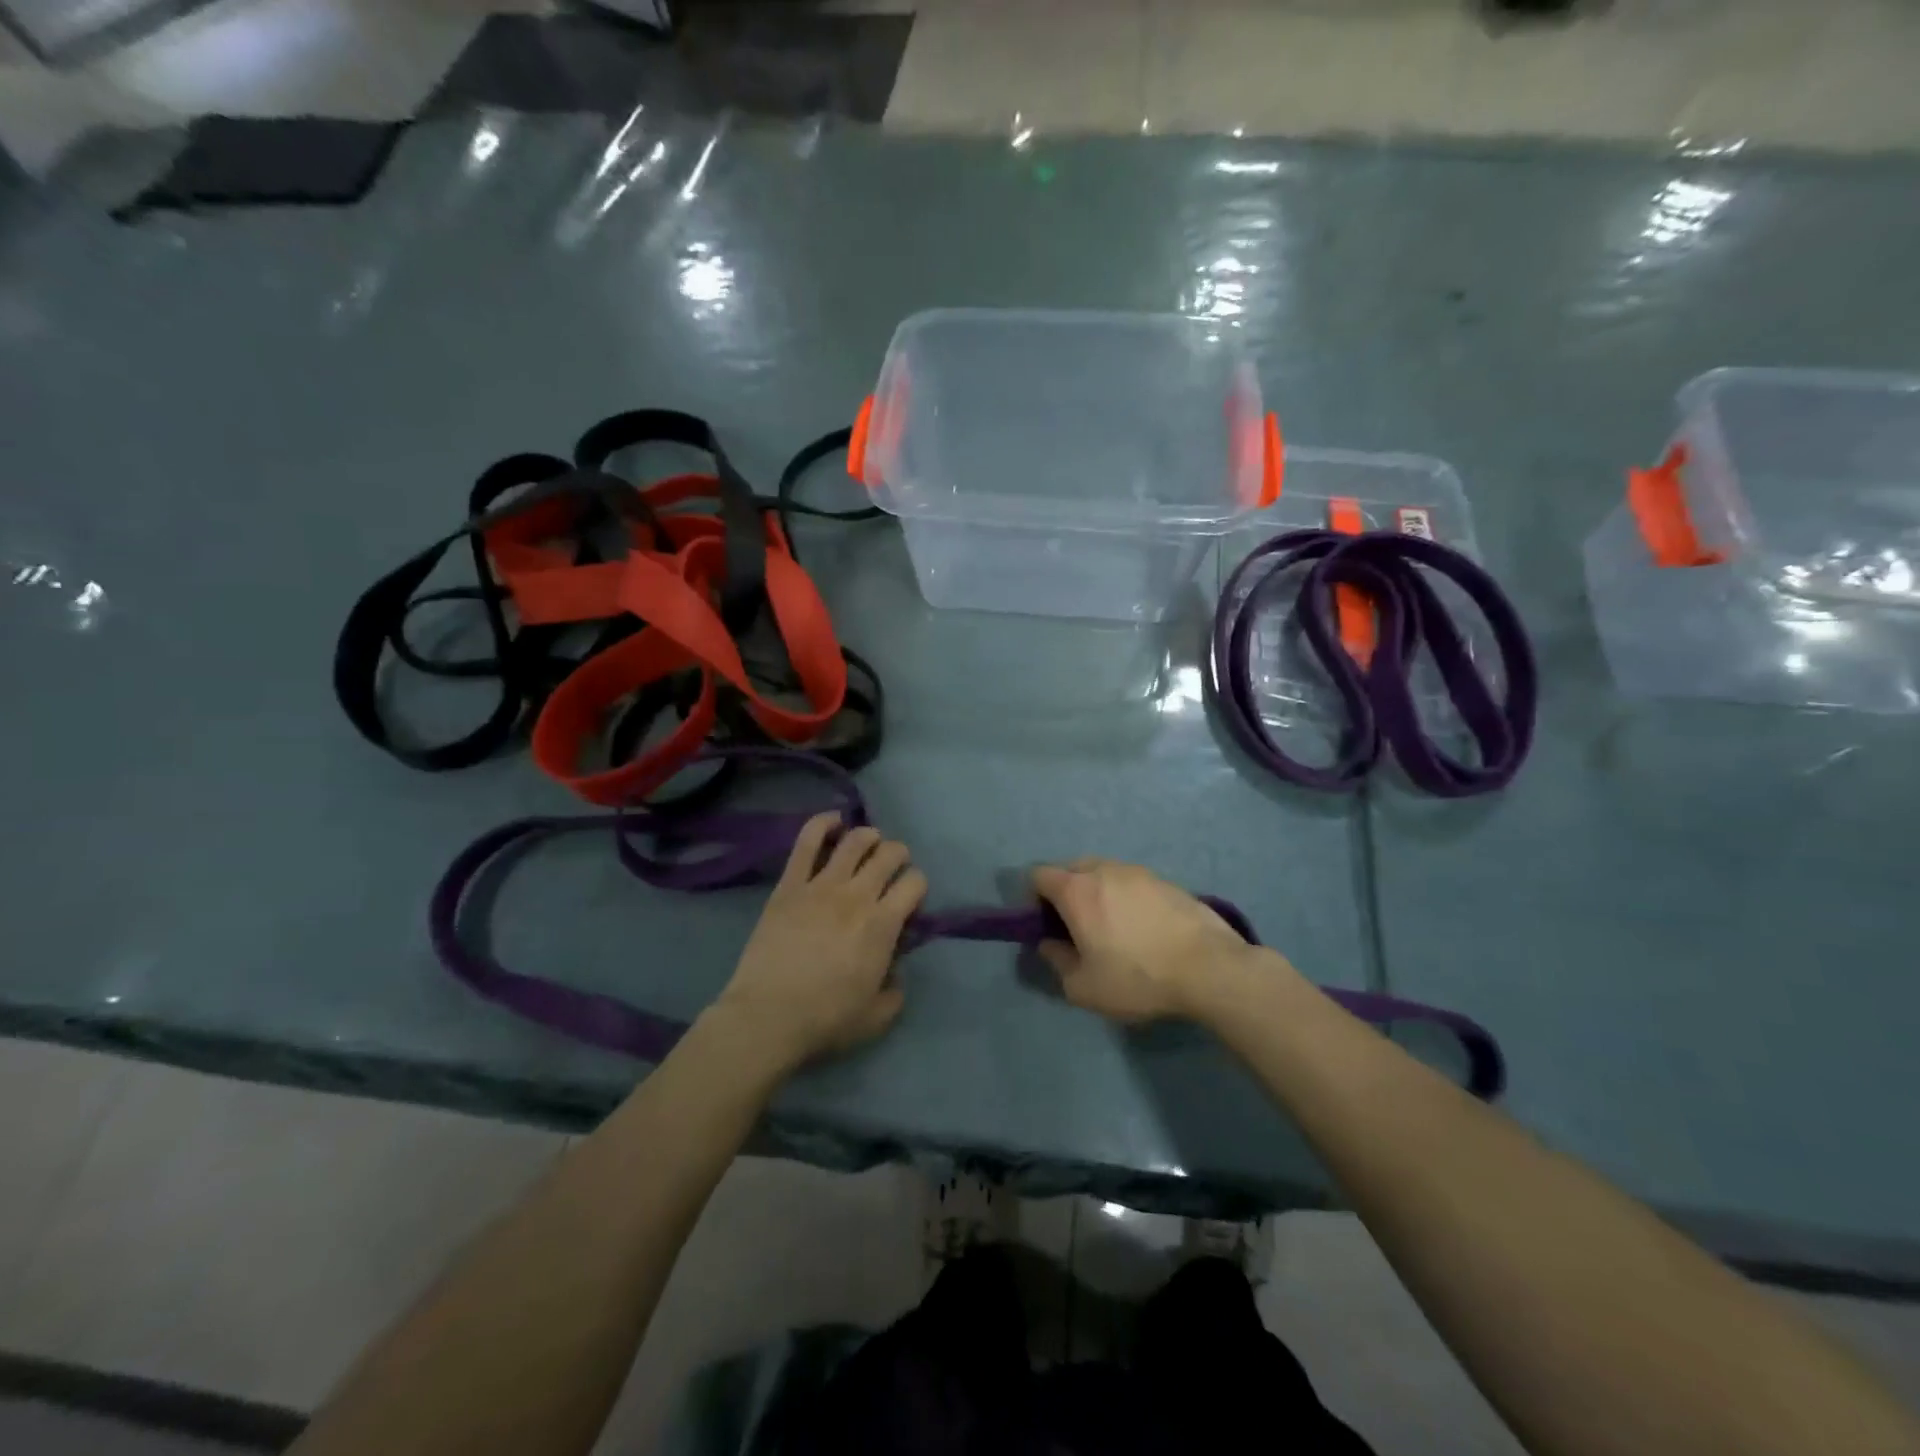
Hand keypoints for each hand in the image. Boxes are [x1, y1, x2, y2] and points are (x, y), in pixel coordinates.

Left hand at [712, 813, 927, 1072]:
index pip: (915, 883)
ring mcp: (821, 885)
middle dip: (898, 856)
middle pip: (890, 854)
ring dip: (869, 836)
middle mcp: (858, 895)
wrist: (767, 1017)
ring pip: (855, 840)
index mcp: (884, 924)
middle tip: (892, 869)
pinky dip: (823, 824)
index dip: (917, 887)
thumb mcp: (878, 1016)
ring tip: (869, 843)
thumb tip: (895, 970)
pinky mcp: (790, 884)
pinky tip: (833, 821)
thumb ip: (896, 989)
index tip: (909, 901)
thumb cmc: (826, 1020)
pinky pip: (808, 841)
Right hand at [1031, 858, 1258, 1023]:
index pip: (1038, 875)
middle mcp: (1104, 870)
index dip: (1033, 898)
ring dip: (1098, 893)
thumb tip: (1049, 944)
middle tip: (1076, 928)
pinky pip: (1132, 883)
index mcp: (1077, 890)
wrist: (1210, 968)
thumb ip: (1057, 961)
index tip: (1045, 926)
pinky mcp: (1167, 882)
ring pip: (1104, 873)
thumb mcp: (1084, 987)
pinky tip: (1143, 929)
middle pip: (1070, 869)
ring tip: (1112, 929)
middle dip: (1065, 892)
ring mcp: (1138, 872)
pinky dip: (1126, 898)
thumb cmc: (1138, 977)